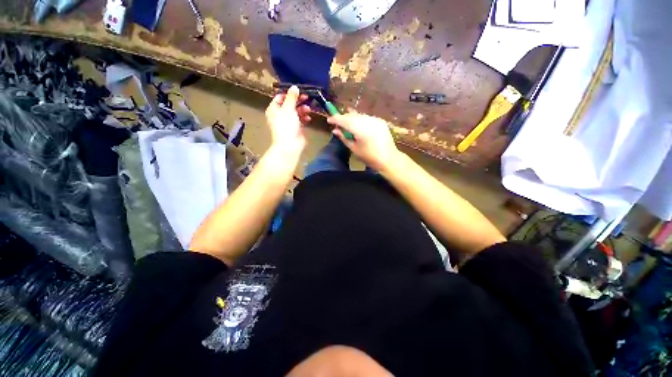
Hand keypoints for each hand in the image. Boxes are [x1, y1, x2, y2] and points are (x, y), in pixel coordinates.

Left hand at [265, 86, 311, 156]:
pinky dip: (304, 118)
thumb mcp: (288, 108)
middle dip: (298, 101)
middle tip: (307, 97)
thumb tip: (294, 87)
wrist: (290, 145)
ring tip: (309, 109)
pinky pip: (300, 120)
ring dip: (303, 109)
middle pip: (290, 104)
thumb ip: (292, 97)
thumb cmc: (286, 126)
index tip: (299, 91)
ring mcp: (288, 122)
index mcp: (274, 109)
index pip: (280, 97)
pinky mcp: (296, 128)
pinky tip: (308, 118)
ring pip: (296, 112)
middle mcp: (280, 115)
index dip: (289, 93)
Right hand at [328, 113, 400, 172]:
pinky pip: (366, 117)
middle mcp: (368, 120)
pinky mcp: (380, 121)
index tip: (328, 120)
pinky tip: (358, 127)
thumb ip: (344, 138)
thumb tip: (335, 130)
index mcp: (360, 129)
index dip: (335, 119)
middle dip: (343, 118)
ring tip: (347, 126)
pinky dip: (360, 120)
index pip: (344, 120)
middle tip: (337, 124)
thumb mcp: (354, 149)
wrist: (388, 159)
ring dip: (351, 119)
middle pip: (351, 115)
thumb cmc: (369, 157)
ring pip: (359, 115)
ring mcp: (375, 119)